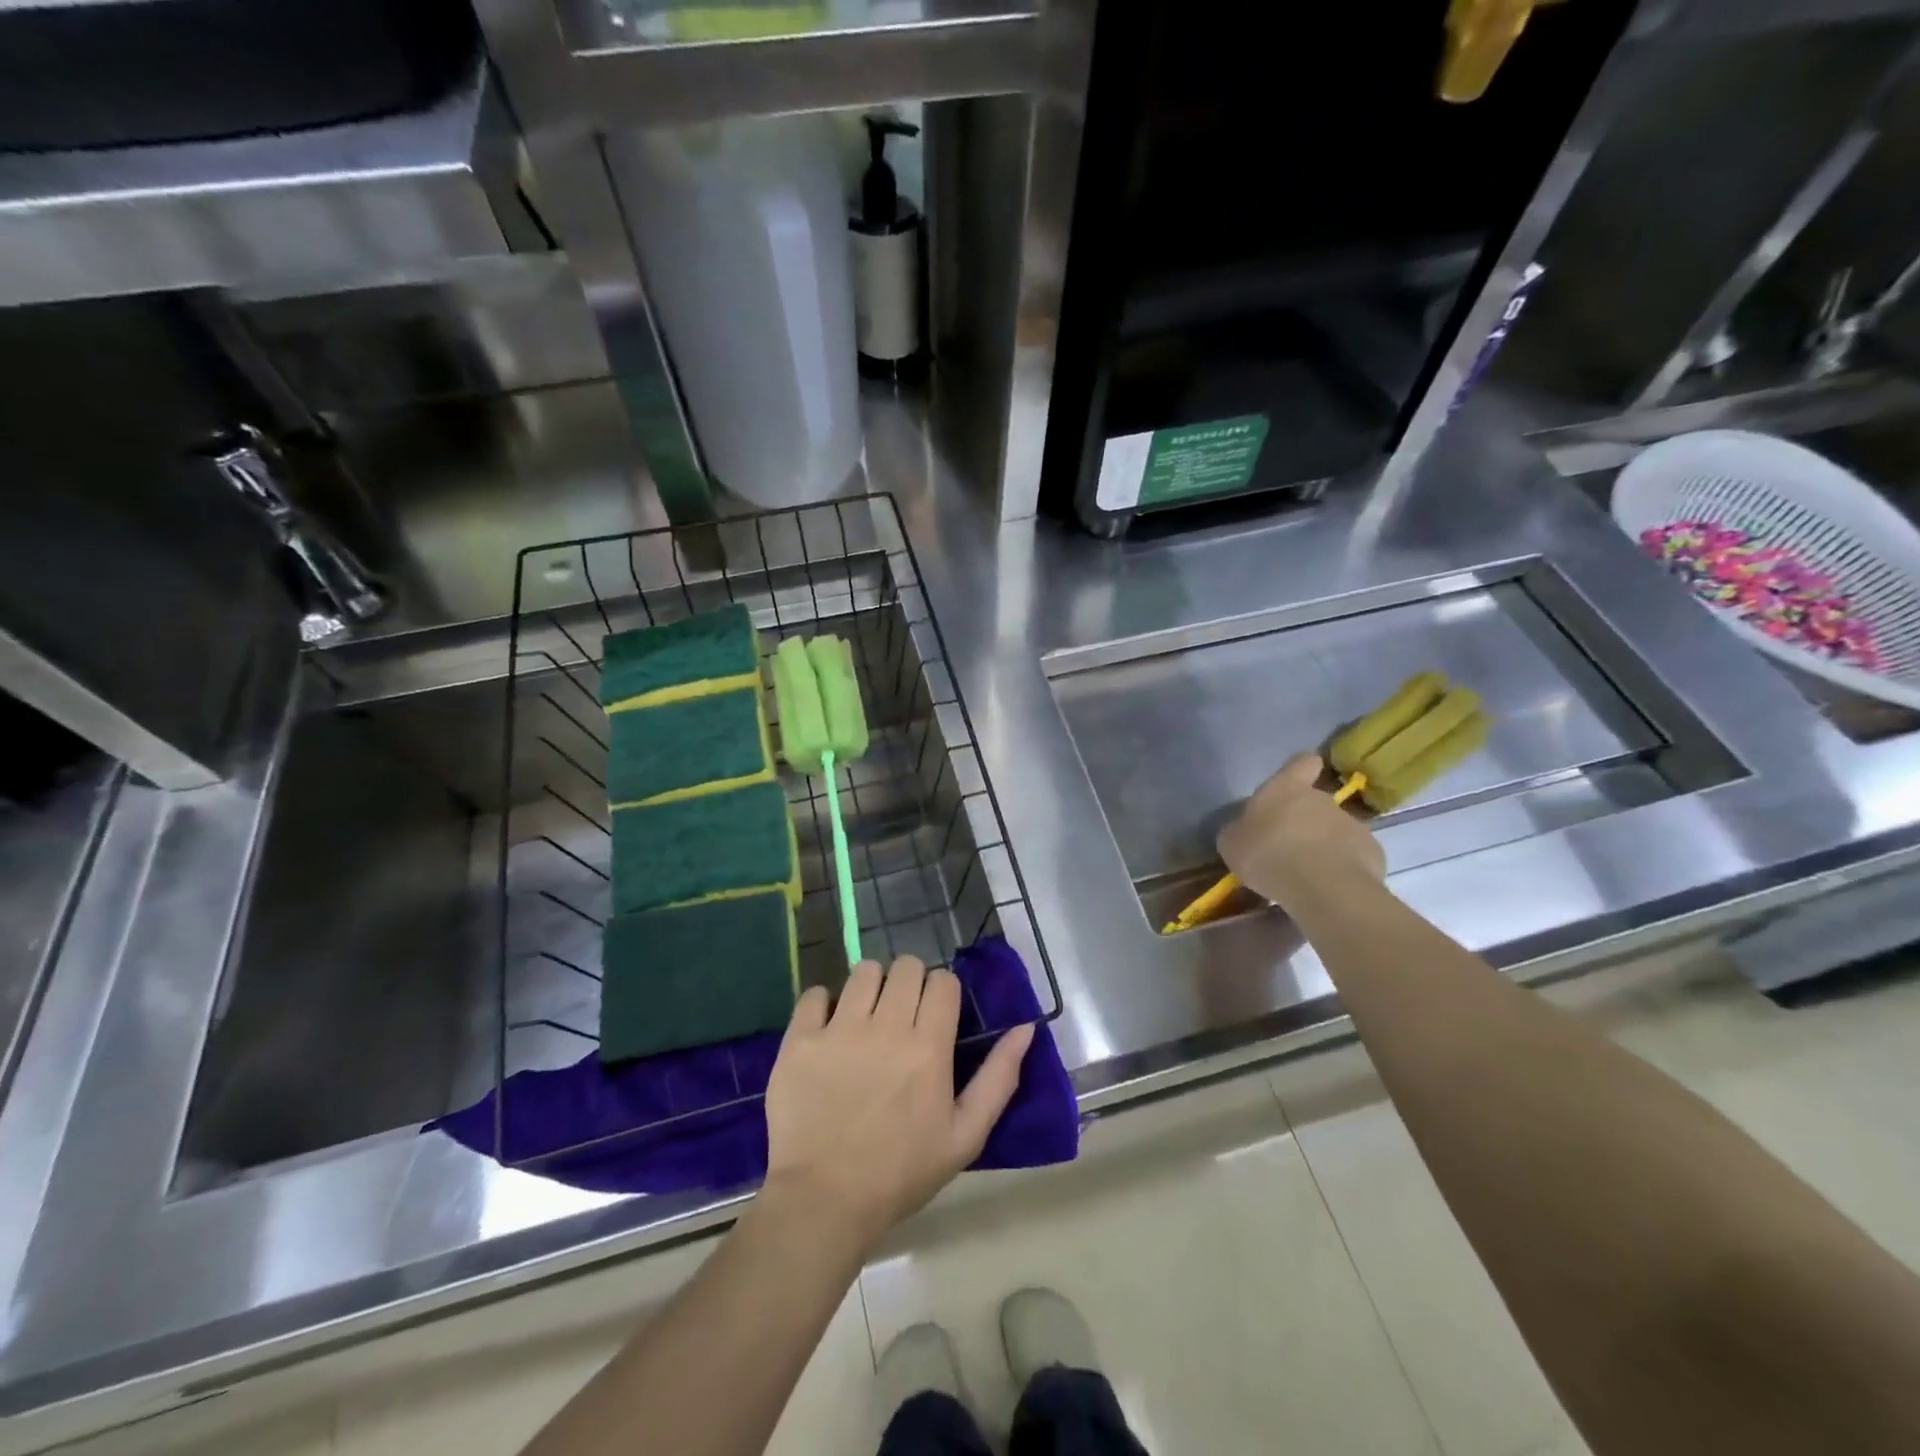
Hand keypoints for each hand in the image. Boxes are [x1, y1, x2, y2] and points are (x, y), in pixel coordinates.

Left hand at [762, 955, 1033, 1254]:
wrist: (823, 1201)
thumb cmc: (900, 1173)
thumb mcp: (965, 1136)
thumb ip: (999, 1078)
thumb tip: (1026, 1028)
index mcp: (928, 1046)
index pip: (942, 981)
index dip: (942, 993)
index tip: (935, 1016)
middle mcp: (885, 1027)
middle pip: (906, 966)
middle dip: (910, 983)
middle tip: (901, 1016)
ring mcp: (839, 1030)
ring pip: (863, 971)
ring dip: (871, 987)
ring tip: (866, 1017)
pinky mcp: (800, 1039)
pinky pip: (815, 993)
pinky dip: (824, 1003)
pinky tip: (828, 1028)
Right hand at [1218, 752, 1384, 907]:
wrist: (1323, 888)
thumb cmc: (1268, 855)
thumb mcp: (1232, 843)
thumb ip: (1241, 830)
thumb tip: (1246, 830)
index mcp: (1287, 788)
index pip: (1302, 762)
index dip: (1299, 770)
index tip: (1293, 784)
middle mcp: (1323, 799)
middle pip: (1316, 802)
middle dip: (1305, 821)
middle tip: (1287, 848)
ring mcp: (1352, 825)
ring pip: (1335, 830)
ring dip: (1323, 846)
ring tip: (1307, 875)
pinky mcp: (1373, 853)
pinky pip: (1353, 856)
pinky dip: (1342, 868)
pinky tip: (1327, 887)